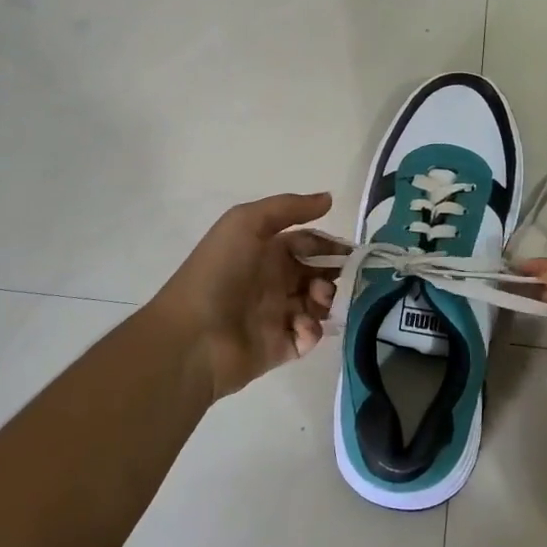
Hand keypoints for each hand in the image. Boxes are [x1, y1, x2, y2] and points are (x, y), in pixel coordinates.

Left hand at [147, 193, 338, 402]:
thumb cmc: (219, 272)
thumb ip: (289, 208)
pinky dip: (312, 330)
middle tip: (346, 277)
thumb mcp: (247, 223)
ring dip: (326, 299)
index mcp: (264, 251)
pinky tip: (301, 326)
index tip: (353, 250)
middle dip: (335, 273)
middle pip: (316, 274)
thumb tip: (329, 198)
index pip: (306, 243)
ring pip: (317, 305)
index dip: (329, 244)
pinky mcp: (280, 347)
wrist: (193, 336)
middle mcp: (272, 281)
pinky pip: (308, 337)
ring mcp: (276, 315)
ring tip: (318, 300)